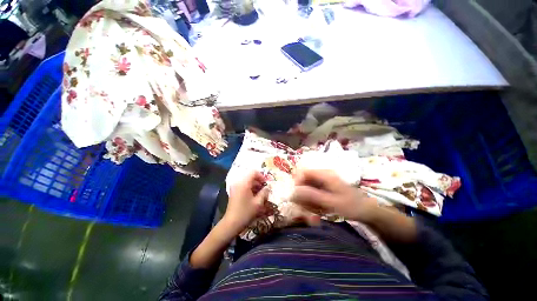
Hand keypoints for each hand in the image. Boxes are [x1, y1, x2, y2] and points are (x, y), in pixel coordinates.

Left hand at [224, 171, 270, 234]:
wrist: (232, 221)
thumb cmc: (246, 212)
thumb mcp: (258, 203)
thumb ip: (264, 192)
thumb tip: (268, 187)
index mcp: (243, 183)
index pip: (253, 172)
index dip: (262, 176)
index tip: (267, 184)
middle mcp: (238, 182)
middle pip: (249, 176)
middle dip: (258, 181)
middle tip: (265, 190)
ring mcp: (234, 187)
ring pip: (246, 181)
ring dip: (254, 185)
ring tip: (261, 194)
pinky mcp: (233, 192)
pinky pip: (243, 186)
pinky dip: (249, 189)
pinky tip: (254, 197)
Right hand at [291, 169, 378, 222]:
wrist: (366, 211)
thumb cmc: (351, 206)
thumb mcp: (331, 202)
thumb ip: (312, 196)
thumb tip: (293, 191)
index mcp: (326, 175)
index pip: (303, 172)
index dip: (296, 185)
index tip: (296, 200)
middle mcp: (324, 177)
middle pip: (304, 184)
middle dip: (302, 200)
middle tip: (306, 213)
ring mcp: (325, 185)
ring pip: (307, 192)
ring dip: (307, 206)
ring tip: (314, 218)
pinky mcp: (326, 193)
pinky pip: (313, 198)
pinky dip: (313, 208)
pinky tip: (317, 217)